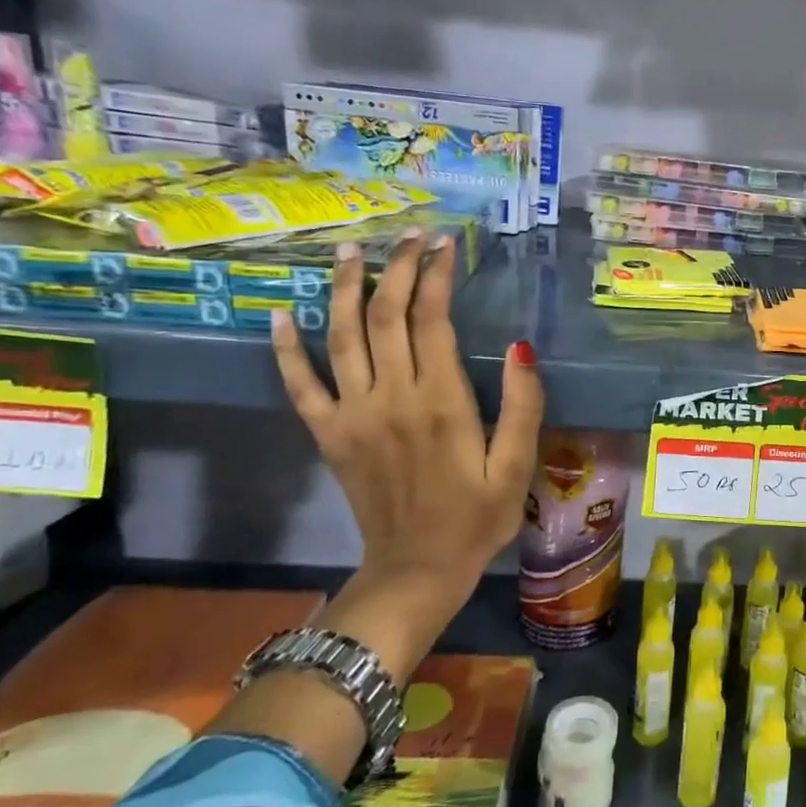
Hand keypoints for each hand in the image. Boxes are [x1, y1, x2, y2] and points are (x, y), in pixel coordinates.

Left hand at [271, 230, 542, 611]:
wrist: (416, 570)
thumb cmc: (476, 517)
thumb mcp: (517, 466)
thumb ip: (523, 405)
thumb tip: (522, 347)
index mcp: (441, 402)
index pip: (432, 320)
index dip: (436, 277)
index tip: (444, 245)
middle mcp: (390, 398)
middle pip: (385, 316)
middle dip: (396, 269)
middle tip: (408, 236)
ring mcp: (352, 415)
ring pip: (342, 337)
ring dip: (345, 289)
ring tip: (350, 251)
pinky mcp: (328, 436)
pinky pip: (300, 385)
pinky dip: (288, 349)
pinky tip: (282, 315)